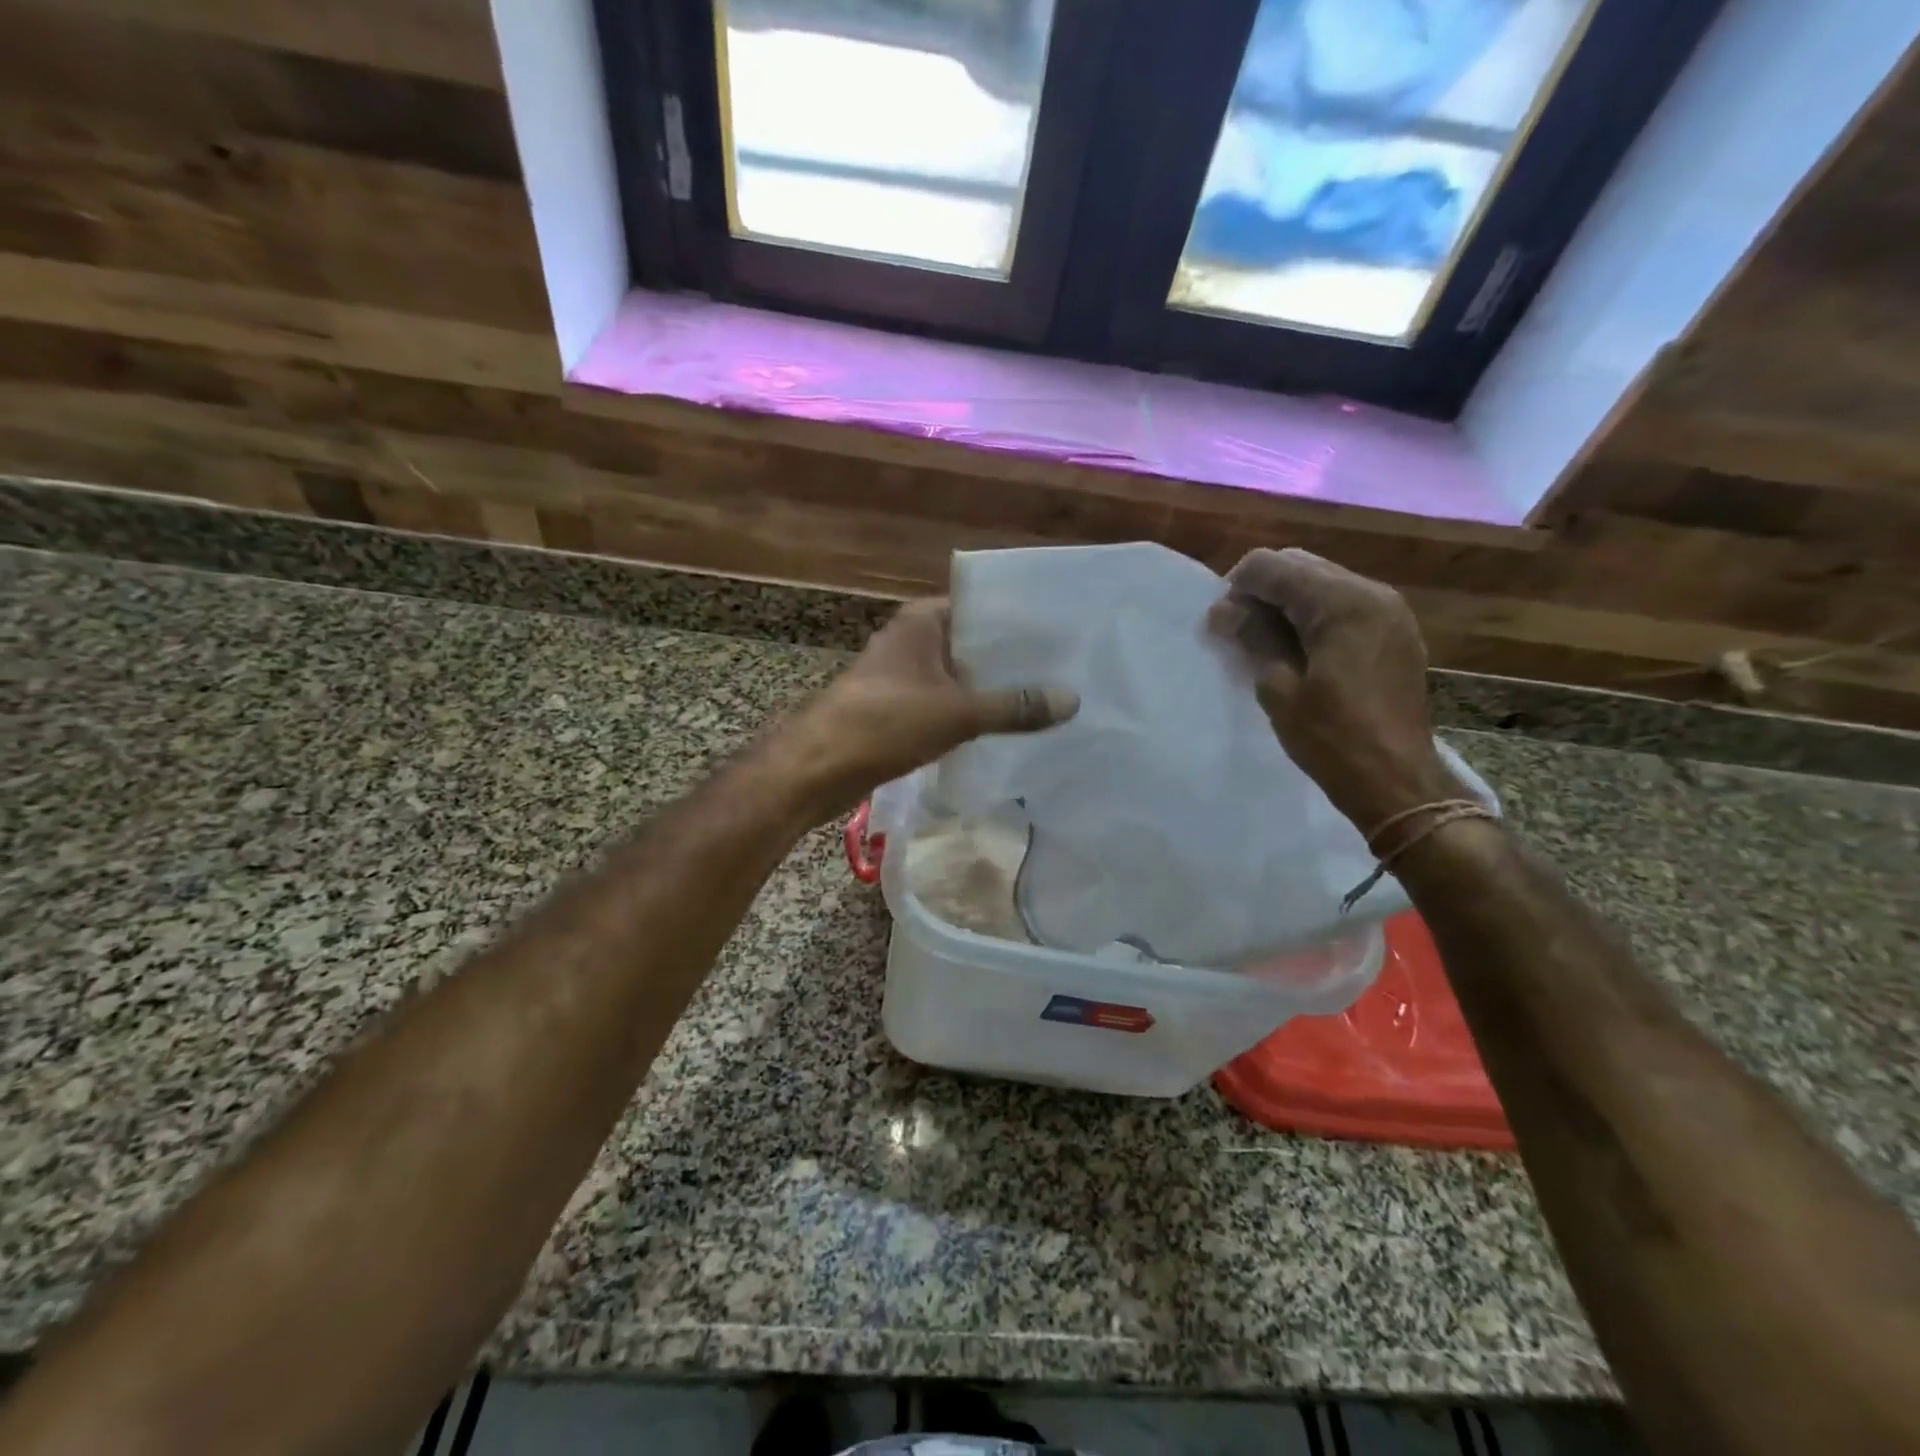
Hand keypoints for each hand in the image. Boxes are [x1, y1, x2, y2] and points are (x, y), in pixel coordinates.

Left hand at [781, 599, 1078, 817]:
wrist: (817, 768)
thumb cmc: (884, 723)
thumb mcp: (958, 713)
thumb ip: (1014, 707)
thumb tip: (1072, 700)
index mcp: (921, 621)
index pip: (981, 607)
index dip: (1019, 621)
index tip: (1061, 635)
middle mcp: (911, 641)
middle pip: (972, 644)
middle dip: (1011, 661)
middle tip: (1066, 670)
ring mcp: (902, 677)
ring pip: (959, 677)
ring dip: (992, 690)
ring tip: (1046, 699)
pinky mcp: (897, 711)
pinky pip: (944, 704)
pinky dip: (970, 713)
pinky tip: (1005, 729)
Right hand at [1208, 548, 1457, 831]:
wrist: (1395, 780)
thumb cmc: (1331, 738)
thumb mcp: (1279, 688)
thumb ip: (1253, 637)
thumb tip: (1227, 610)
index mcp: (1342, 602)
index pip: (1273, 566)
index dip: (1236, 588)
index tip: (1221, 625)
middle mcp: (1372, 592)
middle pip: (1300, 566)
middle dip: (1262, 591)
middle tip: (1238, 632)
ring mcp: (1390, 611)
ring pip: (1323, 583)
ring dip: (1287, 603)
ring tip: (1265, 643)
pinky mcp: (1396, 633)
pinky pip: (1344, 605)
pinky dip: (1314, 616)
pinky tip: (1299, 650)